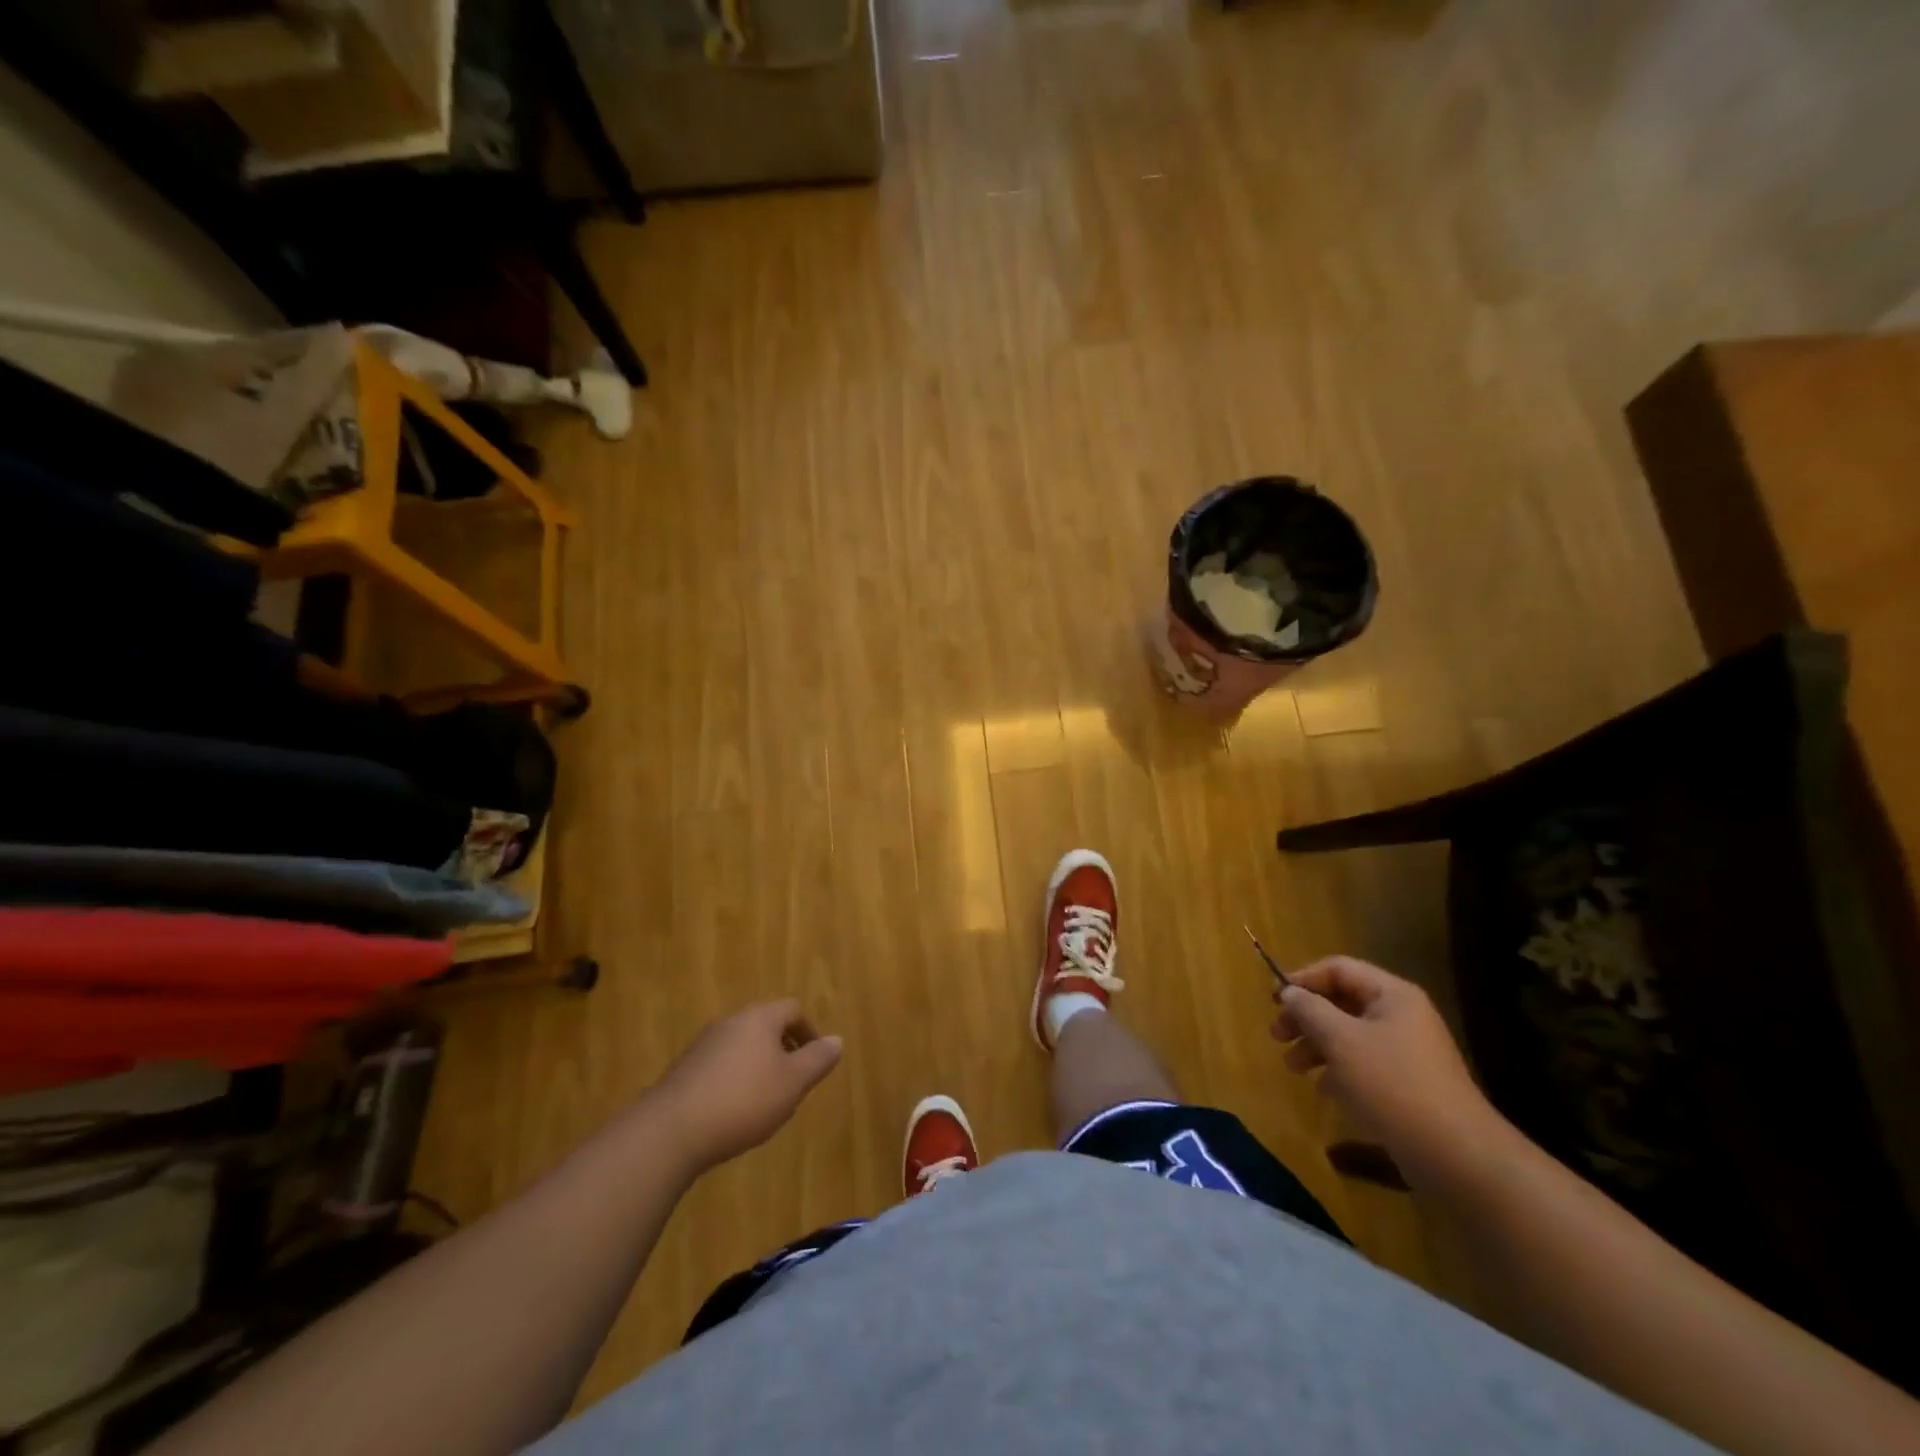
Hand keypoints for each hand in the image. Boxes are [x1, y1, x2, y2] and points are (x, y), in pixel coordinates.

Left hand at [650, 1001, 842, 1173]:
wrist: (670, 1131)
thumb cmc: (743, 1101)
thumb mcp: (792, 1083)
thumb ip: (817, 1060)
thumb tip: (837, 1040)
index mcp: (759, 1018)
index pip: (792, 1009)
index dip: (809, 1031)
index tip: (815, 1060)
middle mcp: (730, 1022)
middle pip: (765, 1025)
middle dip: (783, 1050)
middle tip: (793, 1082)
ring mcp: (703, 1045)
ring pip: (742, 1046)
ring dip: (758, 1066)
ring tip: (765, 1101)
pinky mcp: (683, 1070)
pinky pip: (720, 1066)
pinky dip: (734, 1080)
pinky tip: (733, 1112)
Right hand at [1270, 956, 1508, 1185]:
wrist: (1456, 1156)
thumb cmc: (1393, 1084)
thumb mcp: (1340, 1040)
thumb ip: (1309, 1010)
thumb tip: (1290, 992)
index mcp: (1392, 996)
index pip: (1338, 969)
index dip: (1302, 978)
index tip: (1273, 1000)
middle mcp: (1402, 1016)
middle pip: (1342, 1002)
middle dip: (1306, 1016)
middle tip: (1276, 1035)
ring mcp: (1408, 1052)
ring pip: (1350, 1035)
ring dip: (1317, 1045)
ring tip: (1292, 1067)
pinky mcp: (1408, 1084)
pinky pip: (1364, 1064)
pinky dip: (1339, 1070)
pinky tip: (1323, 1090)